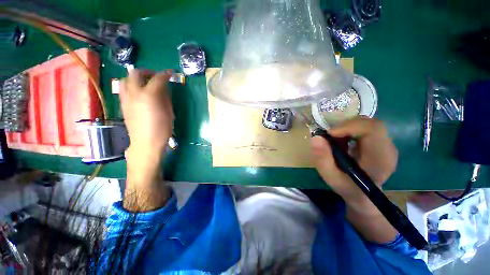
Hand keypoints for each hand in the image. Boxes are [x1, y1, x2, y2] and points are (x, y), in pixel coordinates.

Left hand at [120, 70, 173, 154]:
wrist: (146, 142)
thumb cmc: (162, 129)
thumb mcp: (169, 112)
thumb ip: (165, 97)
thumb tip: (164, 89)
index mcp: (149, 96)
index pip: (157, 78)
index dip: (165, 74)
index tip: (170, 73)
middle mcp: (134, 93)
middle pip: (136, 73)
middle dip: (147, 72)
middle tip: (156, 77)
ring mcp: (126, 98)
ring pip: (126, 79)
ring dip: (136, 78)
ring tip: (145, 84)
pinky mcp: (123, 104)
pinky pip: (124, 89)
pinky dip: (132, 86)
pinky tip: (139, 94)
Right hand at [310, 117, 397, 205]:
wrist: (364, 196)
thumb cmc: (348, 188)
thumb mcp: (331, 177)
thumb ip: (322, 159)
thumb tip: (315, 137)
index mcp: (381, 159)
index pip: (373, 129)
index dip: (349, 126)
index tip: (329, 134)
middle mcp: (388, 148)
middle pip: (370, 123)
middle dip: (345, 126)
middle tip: (329, 137)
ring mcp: (386, 144)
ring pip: (366, 123)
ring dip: (346, 128)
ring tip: (335, 142)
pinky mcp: (380, 142)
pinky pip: (364, 128)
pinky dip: (349, 131)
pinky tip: (342, 143)